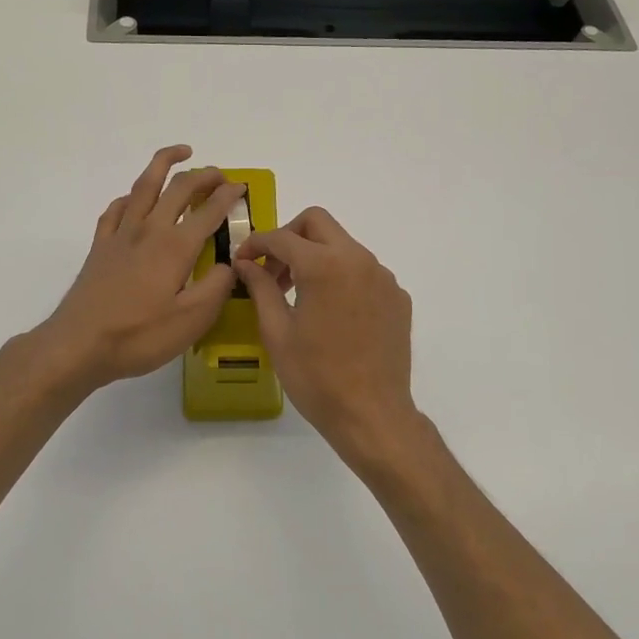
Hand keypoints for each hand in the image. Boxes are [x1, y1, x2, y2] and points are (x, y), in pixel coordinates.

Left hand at [34, 145, 245, 391]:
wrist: (78, 344)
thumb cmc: (139, 335)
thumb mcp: (191, 320)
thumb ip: (216, 287)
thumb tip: (229, 264)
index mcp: (175, 247)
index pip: (208, 211)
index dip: (228, 196)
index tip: (241, 188)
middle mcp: (149, 231)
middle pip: (178, 189)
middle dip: (203, 176)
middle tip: (220, 174)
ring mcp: (120, 236)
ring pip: (144, 186)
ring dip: (164, 164)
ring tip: (180, 153)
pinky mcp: (100, 247)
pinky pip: (117, 209)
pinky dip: (131, 196)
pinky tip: (135, 200)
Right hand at [234, 207, 423, 468]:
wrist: (372, 415)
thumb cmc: (316, 377)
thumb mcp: (277, 332)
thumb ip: (261, 287)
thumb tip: (246, 263)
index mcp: (324, 265)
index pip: (282, 237)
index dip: (255, 244)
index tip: (242, 261)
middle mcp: (358, 259)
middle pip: (318, 223)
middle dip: (289, 237)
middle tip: (273, 270)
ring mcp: (383, 277)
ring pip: (343, 245)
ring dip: (316, 256)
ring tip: (298, 294)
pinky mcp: (397, 297)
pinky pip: (363, 271)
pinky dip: (341, 277)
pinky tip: (331, 313)